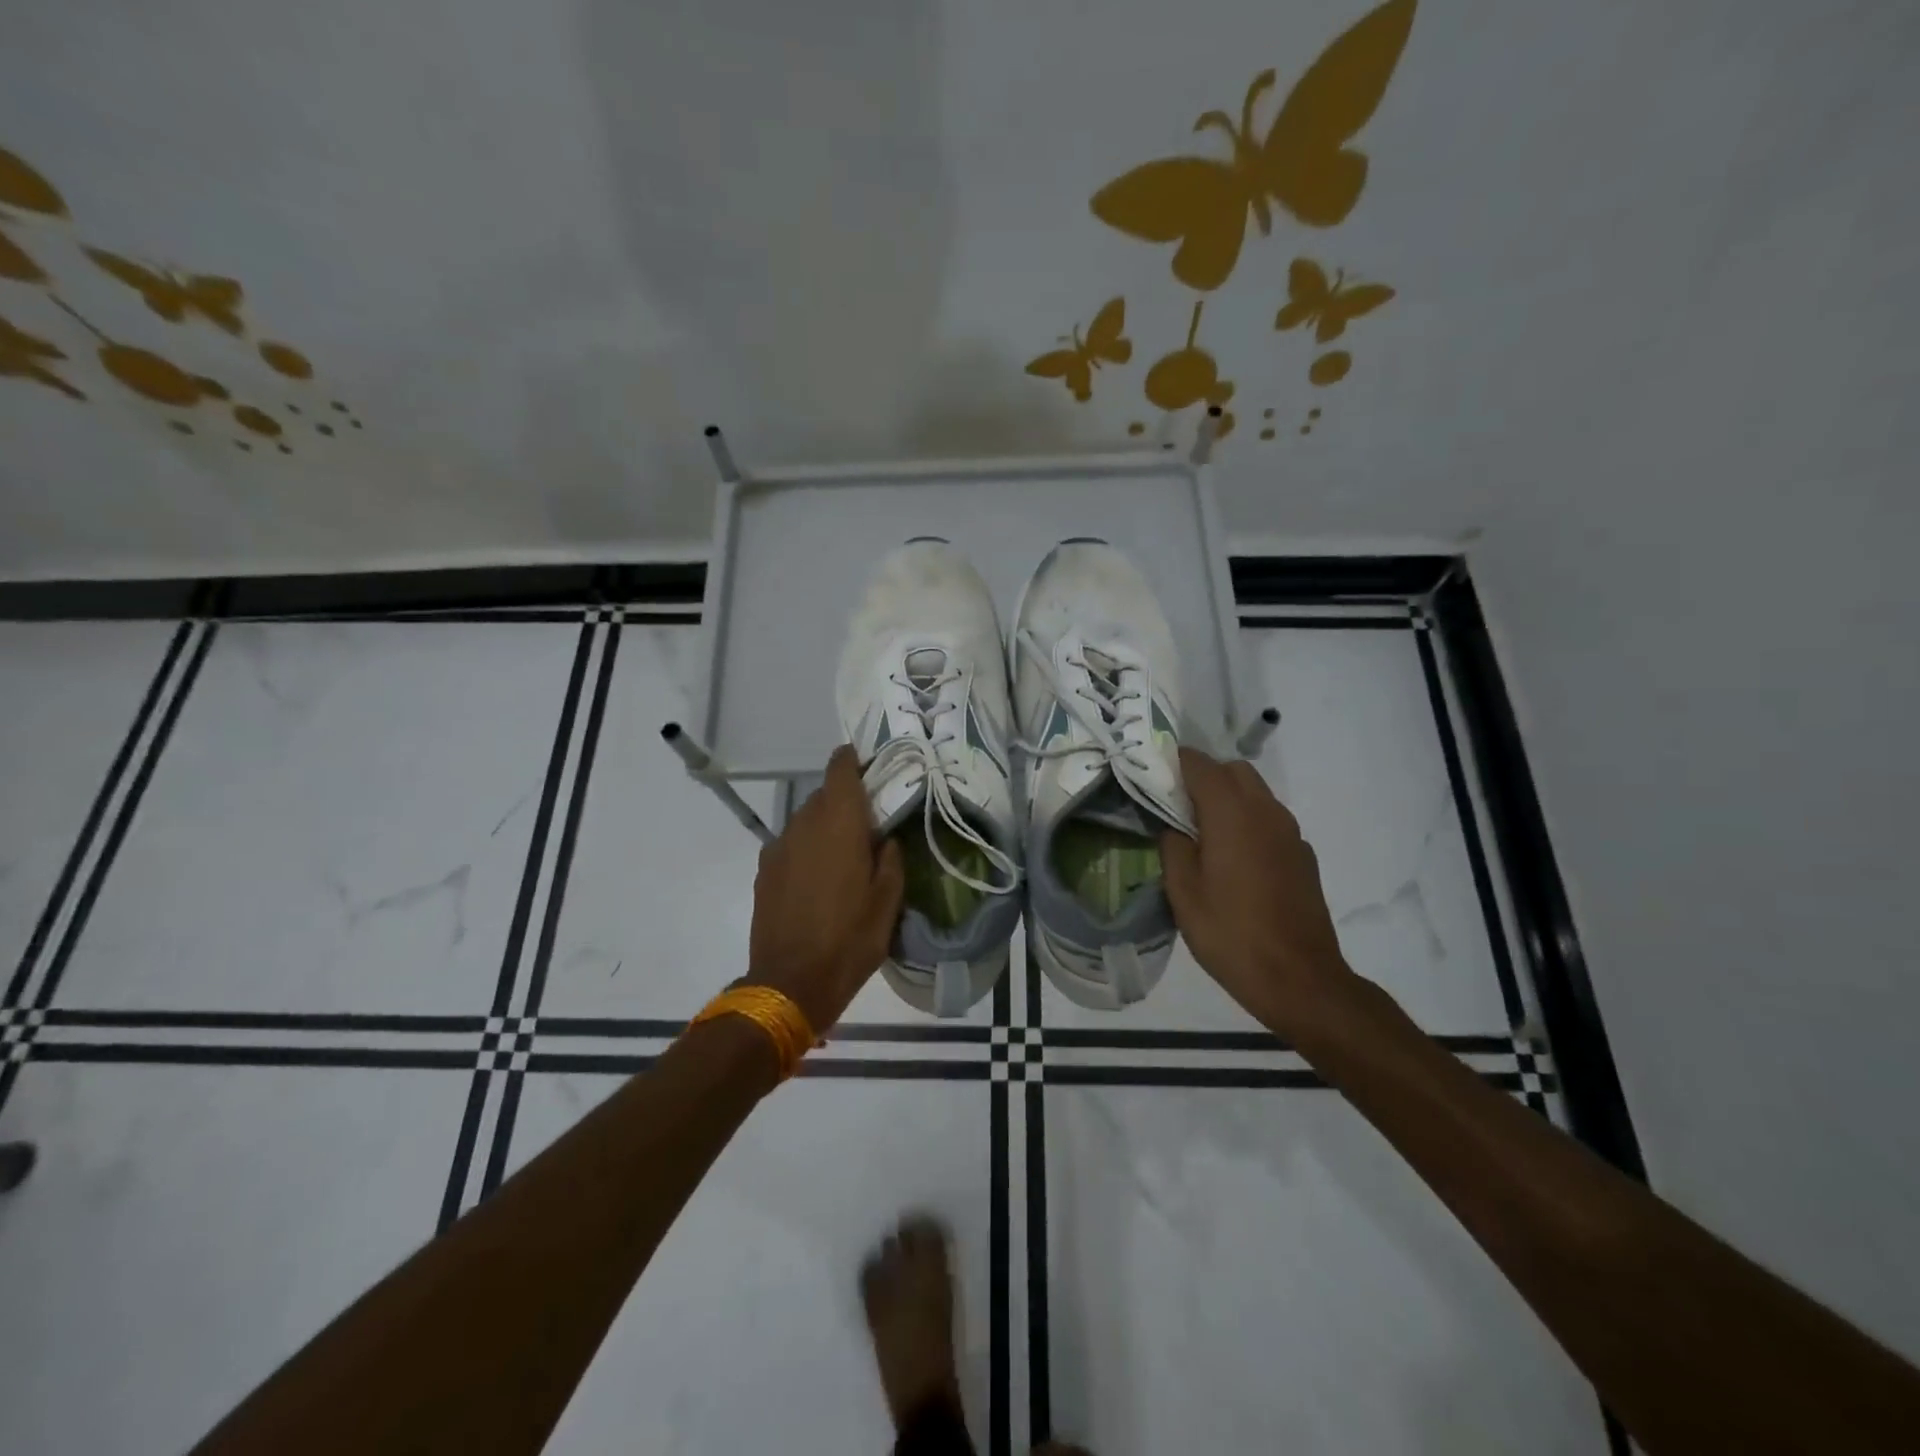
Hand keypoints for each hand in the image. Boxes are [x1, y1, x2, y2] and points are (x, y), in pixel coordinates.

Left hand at [747, 745, 904, 1031]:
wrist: (790, 982)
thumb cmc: (850, 939)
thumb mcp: (888, 901)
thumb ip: (891, 859)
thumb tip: (886, 838)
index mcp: (839, 824)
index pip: (840, 770)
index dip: (851, 759)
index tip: (866, 762)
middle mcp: (805, 825)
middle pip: (824, 795)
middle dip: (844, 800)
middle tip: (867, 822)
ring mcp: (779, 847)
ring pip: (805, 819)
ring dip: (824, 825)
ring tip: (842, 853)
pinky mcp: (765, 871)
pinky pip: (790, 844)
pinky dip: (806, 847)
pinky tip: (817, 876)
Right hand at [1160, 747, 1354, 1038]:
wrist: (1299, 979)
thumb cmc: (1231, 934)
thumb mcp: (1183, 893)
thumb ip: (1173, 847)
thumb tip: (1173, 826)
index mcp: (1232, 814)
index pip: (1200, 765)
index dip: (1174, 762)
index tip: (1153, 774)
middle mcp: (1266, 812)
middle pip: (1234, 771)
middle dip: (1204, 777)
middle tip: (1177, 806)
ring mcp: (1290, 833)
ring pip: (1256, 793)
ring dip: (1229, 799)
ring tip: (1203, 834)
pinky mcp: (1303, 855)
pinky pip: (1270, 820)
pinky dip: (1249, 822)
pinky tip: (1235, 861)